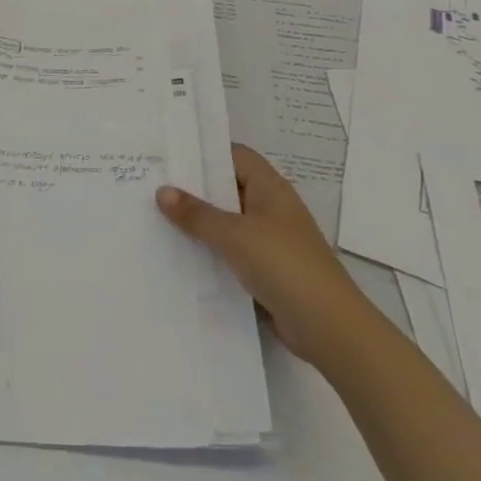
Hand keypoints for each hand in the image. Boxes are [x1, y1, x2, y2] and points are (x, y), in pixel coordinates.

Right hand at [157, 145, 365, 360]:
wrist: (329, 328)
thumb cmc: (284, 266)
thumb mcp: (235, 235)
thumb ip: (197, 214)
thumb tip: (162, 191)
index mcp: (270, 188)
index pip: (234, 155)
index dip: (204, 152)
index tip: (168, 156)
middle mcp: (270, 208)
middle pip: (227, 188)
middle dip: (193, 189)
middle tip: (151, 186)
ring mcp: (269, 240)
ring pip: (226, 222)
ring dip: (199, 223)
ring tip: (155, 218)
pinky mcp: (266, 269)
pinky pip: (230, 251)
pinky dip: (209, 251)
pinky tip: (179, 255)